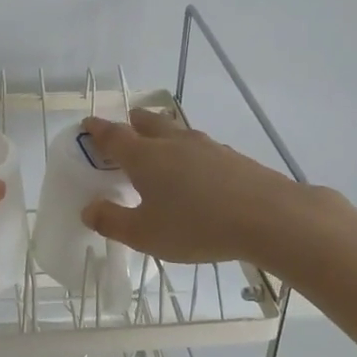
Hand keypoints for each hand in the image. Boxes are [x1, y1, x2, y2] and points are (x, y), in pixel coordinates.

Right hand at [78, 109, 332, 265]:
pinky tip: (197, 174)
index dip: (97, 129)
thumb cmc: (196, 226)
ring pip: (176, 131)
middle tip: (125, 134)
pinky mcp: (231, 156)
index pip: (112, 135)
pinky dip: (189, 154)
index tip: (87, 125)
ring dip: (162, 136)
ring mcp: (205, 146)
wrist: (268, 217)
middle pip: (146, 122)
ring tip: (160, 152)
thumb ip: (112, 221)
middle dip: (132, 124)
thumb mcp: (145, 235)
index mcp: (144, 157)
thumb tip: (89, 209)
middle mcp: (172, 143)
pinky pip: (200, 148)